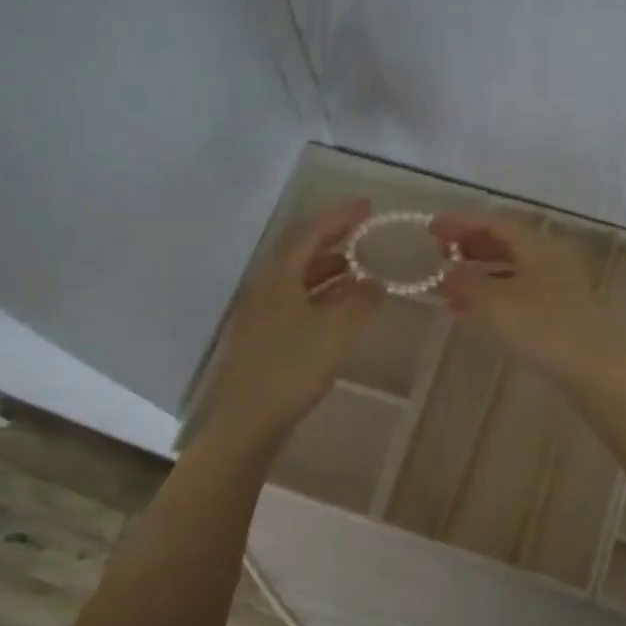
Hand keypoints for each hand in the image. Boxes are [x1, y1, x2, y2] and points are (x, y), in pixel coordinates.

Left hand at [207, 199, 383, 441]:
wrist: (250, 419)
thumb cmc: (293, 367)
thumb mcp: (337, 330)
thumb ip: (361, 300)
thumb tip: (375, 283)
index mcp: (278, 277)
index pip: (310, 233)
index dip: (340, 216)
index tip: (368, 206)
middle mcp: (265, 288)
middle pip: (300, 252)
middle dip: (333, 239)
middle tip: (363, 232)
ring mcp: (262, 314)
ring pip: (299, 279)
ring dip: (329, 269)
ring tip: (358, 268)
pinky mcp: (266, 338)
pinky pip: (298, 302)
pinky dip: (322, 295)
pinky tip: (340, 307)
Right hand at [431, 211, 625, 386]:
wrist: (596, 370)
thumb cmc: (543, 328)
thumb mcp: (494, 303)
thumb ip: (465, 283)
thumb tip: (445, 271)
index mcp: (537, 246)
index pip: (494, 223)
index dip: (460, 223)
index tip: (431, 228)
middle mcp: (550, 259)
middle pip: (504, 244)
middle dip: (468, 248)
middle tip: (438, 255)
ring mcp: (558, 287)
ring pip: (510, 272)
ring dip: (477, 277)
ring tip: (445, 290)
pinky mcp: (559, 314)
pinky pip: (517, 295)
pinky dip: (491, 299)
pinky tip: (469, 314)